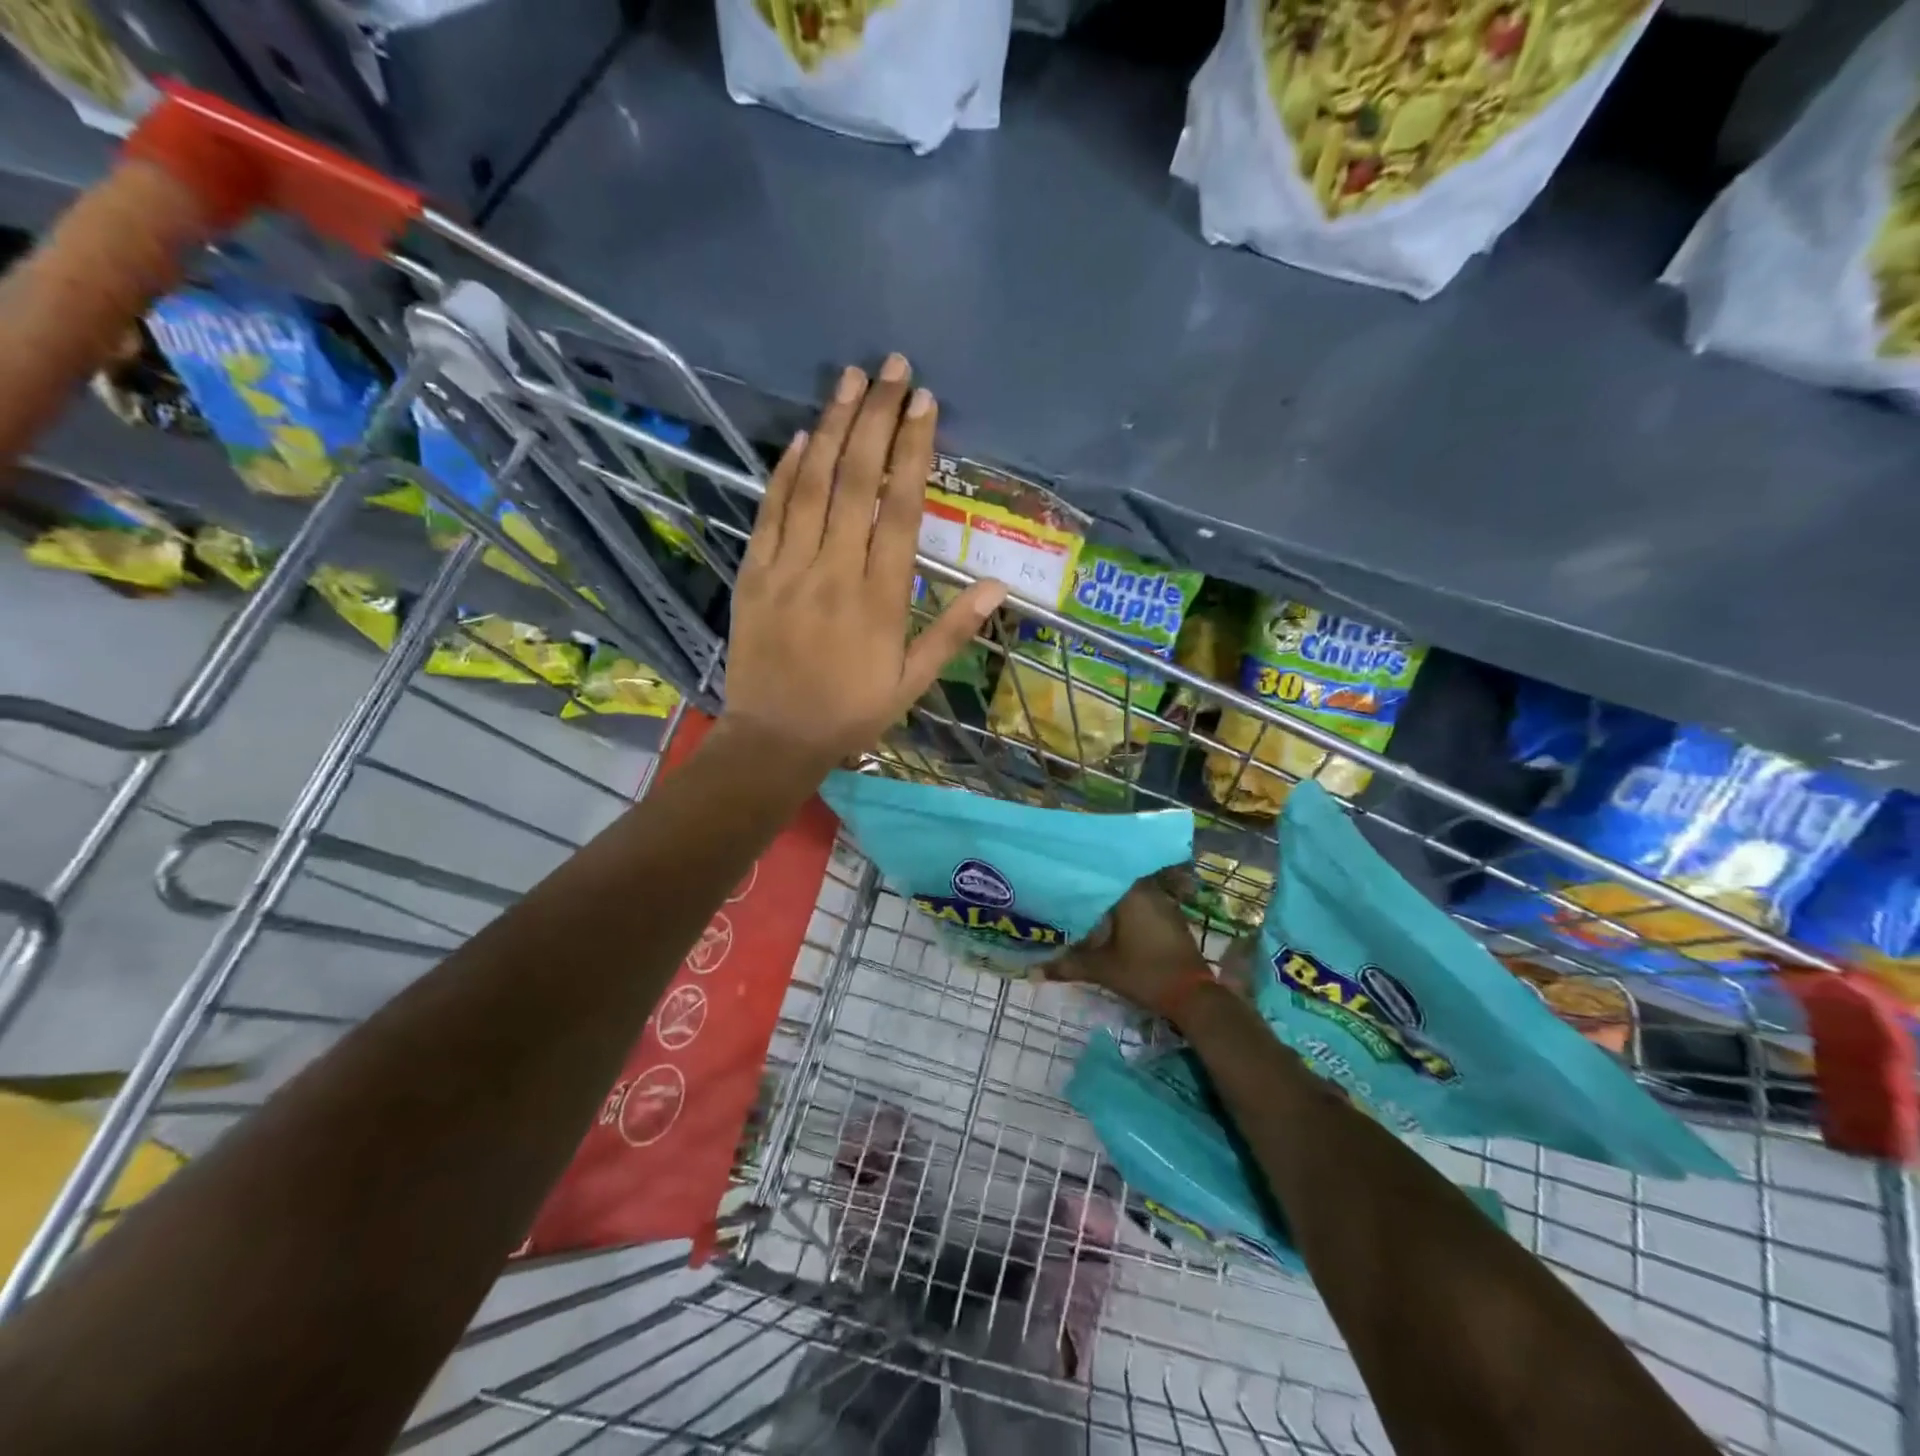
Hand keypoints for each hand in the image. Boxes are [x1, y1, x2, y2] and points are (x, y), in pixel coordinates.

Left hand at [722, 355, 1006, 772]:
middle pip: (857, 480)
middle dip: (876, 417)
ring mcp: (789, 568)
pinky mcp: (755, 573)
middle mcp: (836, 571)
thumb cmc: (852, 712)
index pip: (900, 508)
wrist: (775, 738)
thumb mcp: (913, 682)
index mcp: (881, 597)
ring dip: (832, 427)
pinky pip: (771, 512)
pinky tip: (800, 436)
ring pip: (812, 485)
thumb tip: (999, 586)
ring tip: (850, 378)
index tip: (924, 403)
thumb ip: (953, 631)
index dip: (913, 450)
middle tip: (892, 367)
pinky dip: (785, 471)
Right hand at [1045, 872, 1214, 1011]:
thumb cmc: (1145, 974)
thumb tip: (1031, 971)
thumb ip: (1067, 965)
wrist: (1193, 996)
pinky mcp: (1170, 917)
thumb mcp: (1102, 970)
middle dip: (1092, 886)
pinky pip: (1141, 904)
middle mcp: (1148, 890)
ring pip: (1128, 892)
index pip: (1099, 873)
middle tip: (1065, 889)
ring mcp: (1163, 903)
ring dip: (1109, 898)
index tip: (1059, 874)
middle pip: (1113, 881)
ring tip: (1081, 901)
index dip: (1078, 874)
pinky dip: (1125, 909)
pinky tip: (1108, 919)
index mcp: (1131, 893)